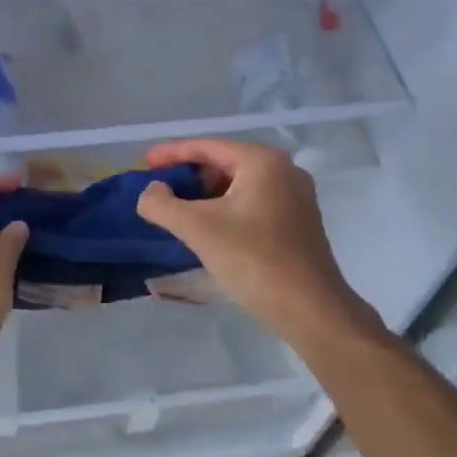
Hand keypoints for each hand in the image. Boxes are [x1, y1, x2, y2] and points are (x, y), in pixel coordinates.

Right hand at [138, 139, 374, 347]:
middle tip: (160, 190)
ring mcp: (296, 197)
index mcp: (262, 161)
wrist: (311, 309)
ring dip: (207, 196)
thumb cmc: (253, 259)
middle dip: (190, 176)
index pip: (207, 148)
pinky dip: (228, 210)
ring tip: (179, 212)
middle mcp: (284, 170)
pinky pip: (254, 204)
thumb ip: (162, 204)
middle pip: (225, 164)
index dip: (172, 154)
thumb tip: (151, 191)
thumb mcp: (197, 228)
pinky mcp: (300, 222)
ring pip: (240, 186)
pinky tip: (210, 230)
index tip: (145, 162)